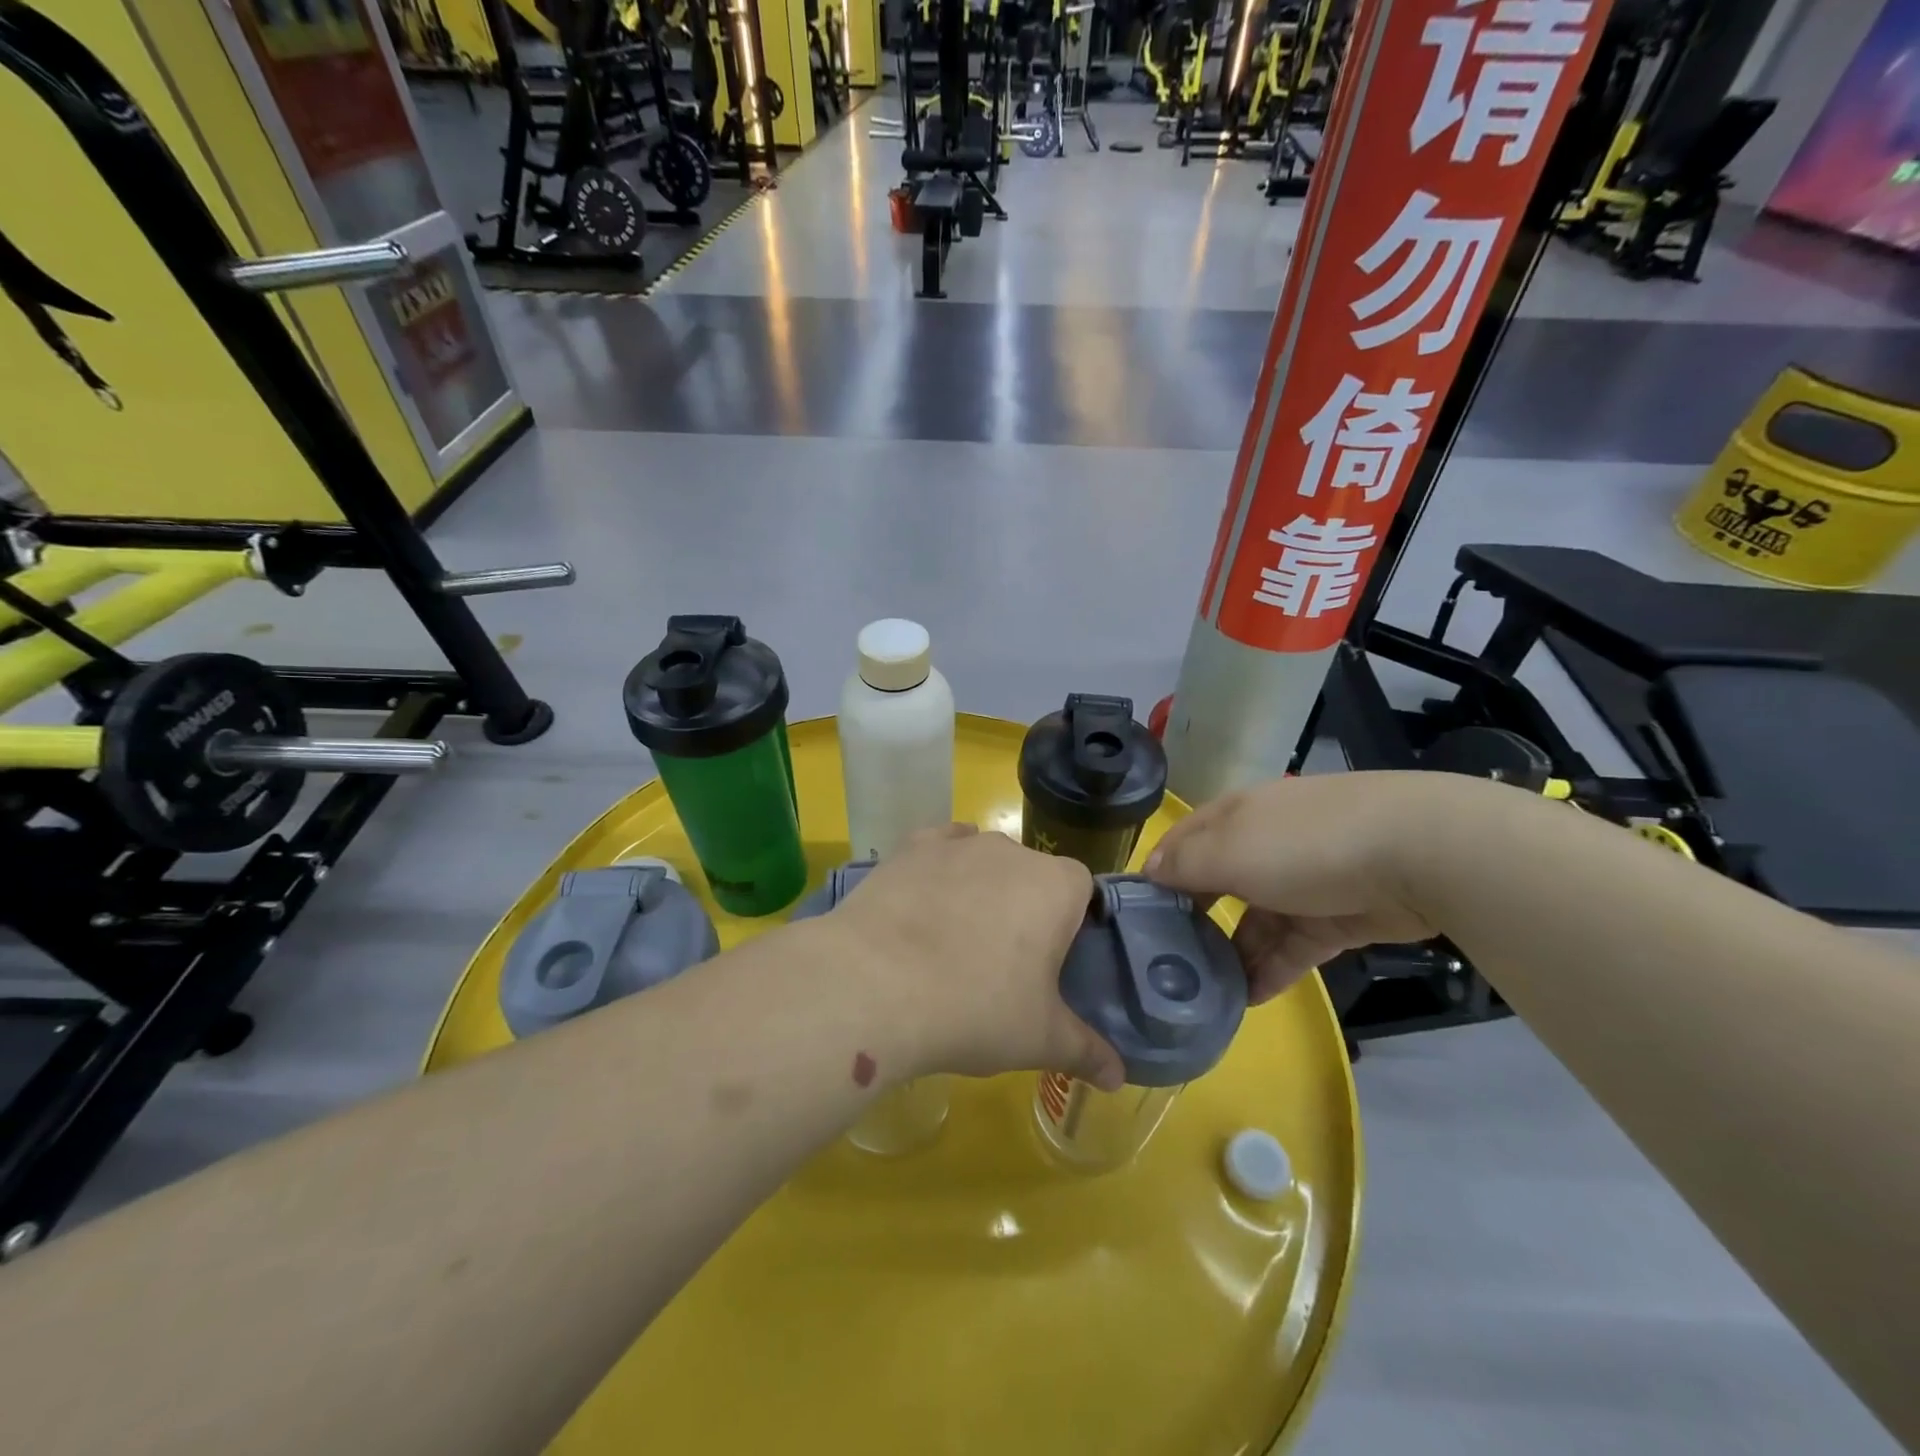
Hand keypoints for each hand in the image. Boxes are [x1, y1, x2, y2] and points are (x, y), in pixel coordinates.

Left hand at [828, 826, 1124, 1089]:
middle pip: (1032, 875)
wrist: (875, 984)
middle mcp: (1012, 850)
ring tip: (955, 943)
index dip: (1072, 924)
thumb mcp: (1040, 1040)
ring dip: (982, 891)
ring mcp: (958, 843)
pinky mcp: (911, 847)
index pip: (1082, 891)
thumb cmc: (975, 1008)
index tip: (1053, 964)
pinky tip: (925, 904)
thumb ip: (1086, 1051)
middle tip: (1005, 964)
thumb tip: (1118, 1076)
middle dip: (1026, 909)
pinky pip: (939, 850)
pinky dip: (939, 871)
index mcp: (1057, 886)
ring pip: (985, 862)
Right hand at [1144, 773, 1444, 1004]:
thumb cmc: (1303, 844)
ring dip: (1231, 953)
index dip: (1156, 873)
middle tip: (1164, 961)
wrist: (1417, 853)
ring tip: (1203, 991)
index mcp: (1235, 817)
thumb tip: (1148, 872)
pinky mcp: (1337, 917)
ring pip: (1255, 920)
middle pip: (1217, 883)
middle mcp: (1264, 843)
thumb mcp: (1228, 850)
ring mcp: (1303, 881)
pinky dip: (1269, 969)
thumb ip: (1183, 864)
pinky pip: (1292, 946)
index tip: (1133, 915)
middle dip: (1192, 919)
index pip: (1182, 842)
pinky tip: (1247, 1000)